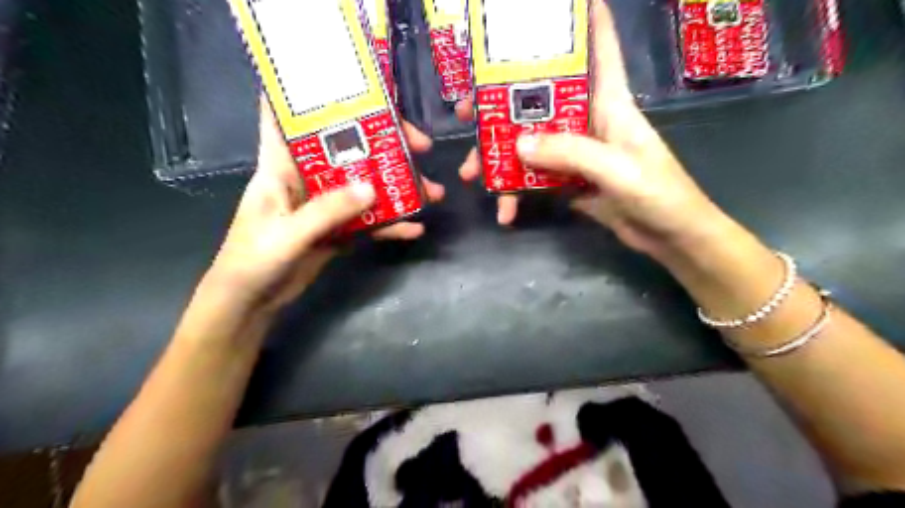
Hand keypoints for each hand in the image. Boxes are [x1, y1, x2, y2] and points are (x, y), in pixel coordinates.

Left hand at [203, 98, 443, 312]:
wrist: (251, 303)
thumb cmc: (253, 261)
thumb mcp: (289, 234)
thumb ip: (328, 211)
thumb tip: (373, 188)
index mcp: (280, 166)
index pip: (288, 116)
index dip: (309, 93)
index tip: (348, 82)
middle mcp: (306, 178)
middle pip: (347, 149)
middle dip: (384, 144)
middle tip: (421, 146)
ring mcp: (324, 205)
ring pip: (365, 186)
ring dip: (397, 189)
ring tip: (432, 193)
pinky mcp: (336, 229)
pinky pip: (368, 221)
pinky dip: (391, 224)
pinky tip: (414, 229)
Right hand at [456, 0, 726, 249]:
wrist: (671, 238)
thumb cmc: (659, 193)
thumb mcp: (616, 168)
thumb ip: (570, 153)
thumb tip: (518, 144)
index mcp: (610, 104)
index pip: (600, 52)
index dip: (585, 22)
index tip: (559, 4)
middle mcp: (589, 122)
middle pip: (542, 101)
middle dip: (502, 103)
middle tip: (467, 112)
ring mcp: (578, 154)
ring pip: (532, 144)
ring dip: (501, 158)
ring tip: (471, 174)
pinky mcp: (572, 181)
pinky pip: (537, 178)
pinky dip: (518, 192)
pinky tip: (505, 210)